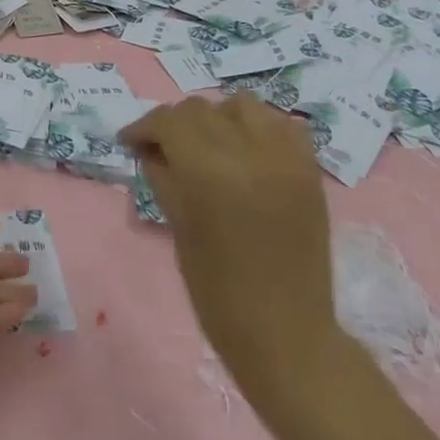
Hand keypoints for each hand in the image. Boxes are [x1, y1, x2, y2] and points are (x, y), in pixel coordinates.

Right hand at [119, 95, 339, 395]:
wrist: (287, 334)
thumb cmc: (218, 291)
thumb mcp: (178, 228)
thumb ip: (162, 177)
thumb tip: (149, 148)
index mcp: (209, 172)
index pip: (168, 121)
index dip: (144, 127)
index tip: (130, 142)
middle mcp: (249, 152)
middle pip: (200, 108)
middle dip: (175, 124)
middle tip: (164, 148)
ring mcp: (285, 158)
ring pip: (241, 104)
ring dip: (218, 117)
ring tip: (210, 145)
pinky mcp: (310, 169)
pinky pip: (282, 123)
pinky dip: (259, 127)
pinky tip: (247, 150)